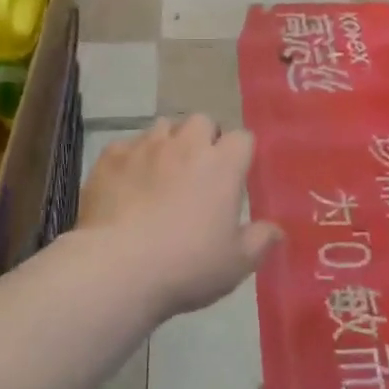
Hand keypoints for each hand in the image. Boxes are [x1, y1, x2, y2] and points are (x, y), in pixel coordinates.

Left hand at [77, 115, 282, 318]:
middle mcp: (185, 145)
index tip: (235, 176)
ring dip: (167, 143)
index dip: (240, 153)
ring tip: (162, 171)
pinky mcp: (111, 157)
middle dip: (203, 138)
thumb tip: (277, 229)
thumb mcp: (235, 264)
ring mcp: (145, 147)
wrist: (117, 268)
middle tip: (199, 170)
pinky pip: (125, 146)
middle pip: (201, 121)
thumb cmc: (186, 265)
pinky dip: (130, 159)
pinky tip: (126, 184)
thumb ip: (259, 241)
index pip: (242, 138)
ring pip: (162, 126)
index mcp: (222, 164)